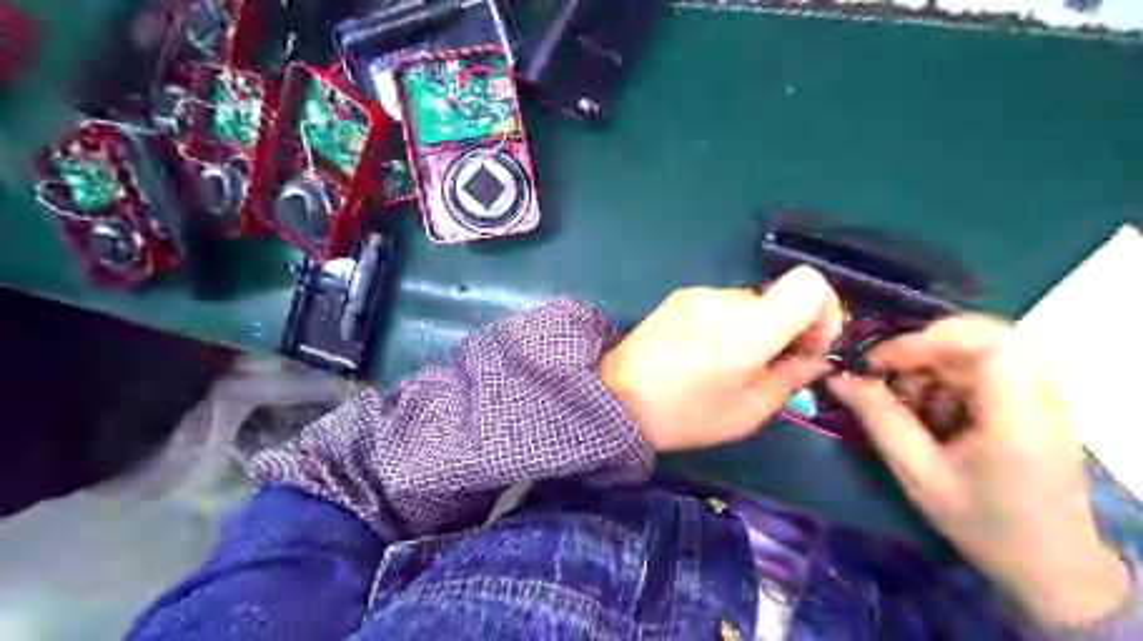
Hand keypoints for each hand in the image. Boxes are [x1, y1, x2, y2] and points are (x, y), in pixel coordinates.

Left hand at [601, 268, 840, 451]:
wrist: (615, 398)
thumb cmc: (685, 414)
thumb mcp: (747, 412)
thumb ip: (790, 379)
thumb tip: (813, 359)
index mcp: (749, 328)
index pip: (809, 283)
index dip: (825, 311)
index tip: (809, 346)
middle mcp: (726, 298)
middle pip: (778, 298)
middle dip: (786, 329)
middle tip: (769, 366)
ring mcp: (699, 293)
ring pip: (750, 303)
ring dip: (755, 328)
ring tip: (730, 364)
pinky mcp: (680, 296)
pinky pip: (721, 304)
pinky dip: (729, 323)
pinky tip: (706, 353)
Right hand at [828, 316, 1126, 624]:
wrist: (1050, 563)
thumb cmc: (982, 522)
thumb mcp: (918, 473)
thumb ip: (879, 418)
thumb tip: (837, 377)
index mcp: (1019, 416)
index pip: (981, 344)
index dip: (922, 342)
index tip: (876, 363)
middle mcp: (1042, 393)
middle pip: (975, 338)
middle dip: (918, 351)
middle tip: (882, 377)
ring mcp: (1044, 393)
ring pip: (975, 348)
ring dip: (930, 366)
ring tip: (905, 403)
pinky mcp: (1036, 398)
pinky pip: (984, 365)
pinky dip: (946, 378)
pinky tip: (931, 410)